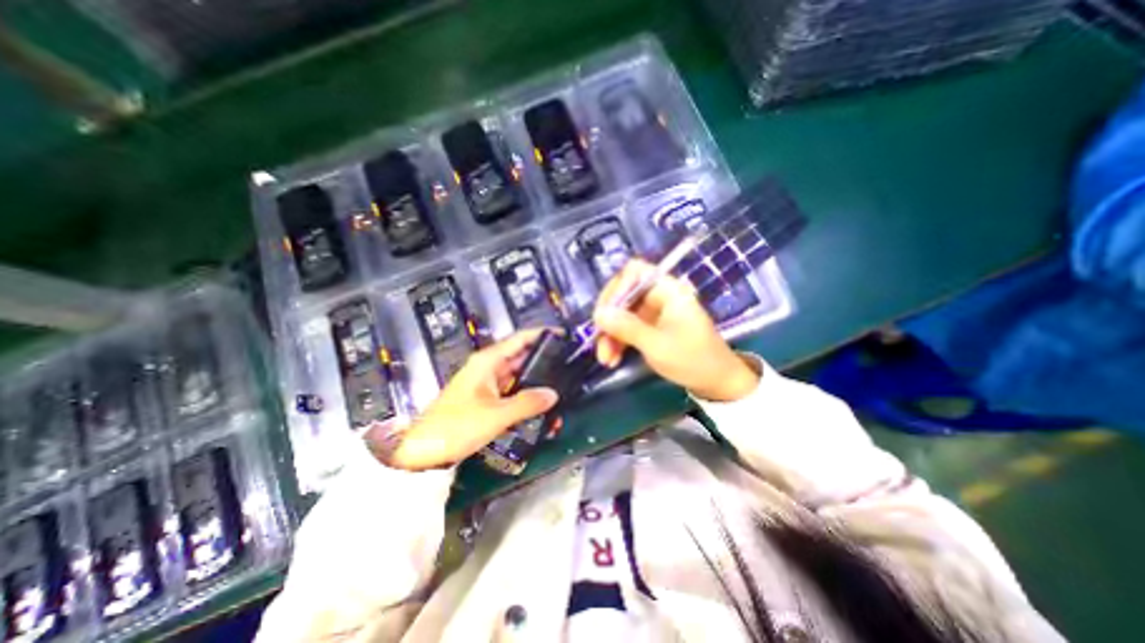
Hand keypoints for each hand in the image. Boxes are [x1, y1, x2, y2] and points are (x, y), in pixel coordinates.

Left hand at [368, 328, 559, 469]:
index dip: (542, 334)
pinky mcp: (486, 400)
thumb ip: (527, 402)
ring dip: (537, 383)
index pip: (520, 339)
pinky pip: (512, 393)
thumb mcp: (495, 415)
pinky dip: (526, 398)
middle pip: (522, 357)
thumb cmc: (456, 426)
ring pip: (519, 377)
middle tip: (569, 366)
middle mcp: (489, 368)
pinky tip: (542, 408)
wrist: (422, 452)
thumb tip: (553, 394)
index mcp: (488, 361)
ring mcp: (487, 384)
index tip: (564, 335)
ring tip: (561, 389)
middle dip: (544, 361)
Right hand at [590, 259, 758, 402]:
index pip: (634, 272)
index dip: (616, 288)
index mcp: (667, 290)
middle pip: (623, 294)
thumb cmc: (693, 360)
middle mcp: (659, 296)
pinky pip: (627, 327)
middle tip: (599, 341)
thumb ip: (627, 328)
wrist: (717, 383)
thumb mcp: (657, 345)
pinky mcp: (651, 327)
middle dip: (609, 319)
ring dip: (610, 335)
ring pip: (622, 314)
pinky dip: (618, 341)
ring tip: (605, 359)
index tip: (604, 314)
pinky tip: (612, 359)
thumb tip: (598, 313)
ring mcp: (654, 312)